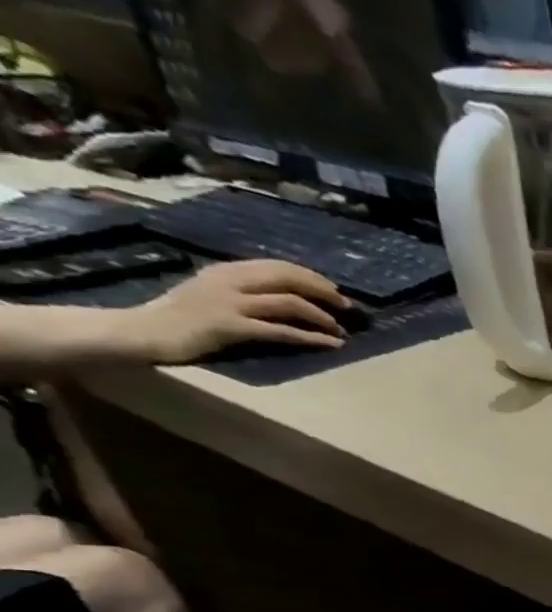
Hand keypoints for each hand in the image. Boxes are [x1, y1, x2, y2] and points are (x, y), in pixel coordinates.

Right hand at [124, 260, 352, 363]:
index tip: (335, 290)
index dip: (311, 277)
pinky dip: (313, 338)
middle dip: (324, 292)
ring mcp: (229, 303)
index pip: (277, 266)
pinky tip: (333, 344)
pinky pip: (282, 331)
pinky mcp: (231, 327)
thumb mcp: (215, 293)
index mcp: (226, 271)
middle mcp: (229, 282)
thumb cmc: (183, 317)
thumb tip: (288, 294)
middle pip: (288, 279)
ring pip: (290, 303)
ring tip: (342, 330)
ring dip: (323, 317)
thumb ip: (246, 289)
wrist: (143, 332)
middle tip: (348, 307)